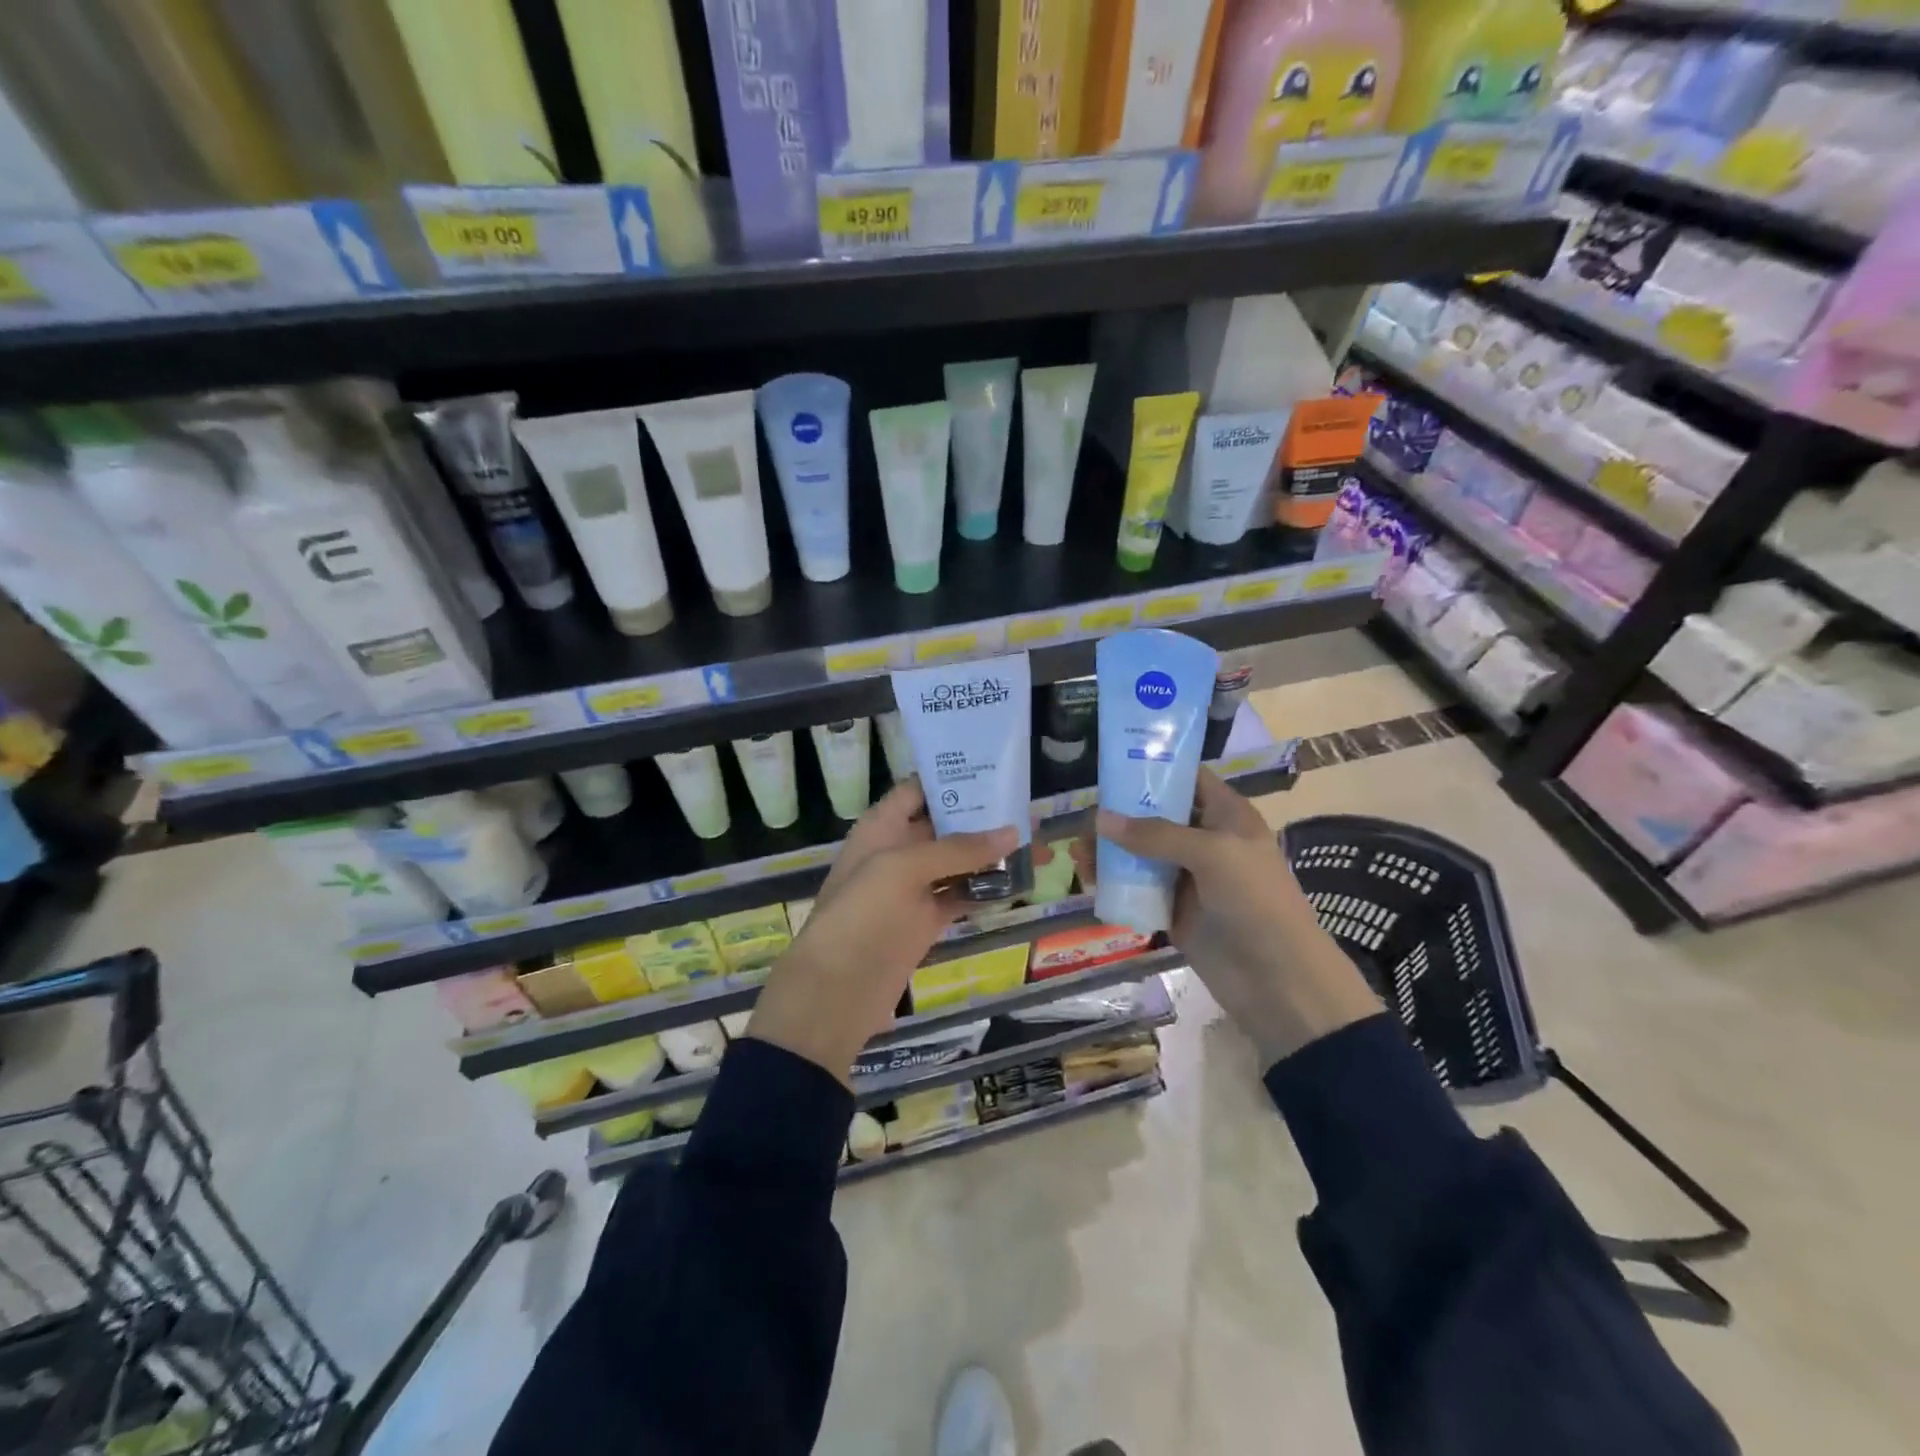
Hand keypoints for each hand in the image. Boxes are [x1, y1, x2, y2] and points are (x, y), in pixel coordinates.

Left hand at [747, 778, 1017, 1084]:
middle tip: (1027, 809)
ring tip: (1033, 842)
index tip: (994, 770)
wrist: (835, 991)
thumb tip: (1012, 832)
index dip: (950, 778)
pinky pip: (960, 896)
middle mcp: (897, 851)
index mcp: (880, 827)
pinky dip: (985, 889)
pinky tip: (1018, 882)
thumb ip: (957, 849)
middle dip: (981, 817)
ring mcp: (912, 888)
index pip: (916, 790)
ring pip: (956, 862)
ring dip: (989, 854)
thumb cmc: (861, 914)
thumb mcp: (902, 869)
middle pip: (942, 825)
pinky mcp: (925, 921)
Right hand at [1084, 767, 1380, 1066]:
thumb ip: (1155, 835)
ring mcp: (1188, 877)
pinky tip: (1089, 881)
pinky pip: (1138, 888)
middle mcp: (1205, 841)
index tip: (1112, 767)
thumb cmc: (1255, 901)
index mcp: (1226, 816)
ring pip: (1141, 853)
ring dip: (1110, 850)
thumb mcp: (1212, 854)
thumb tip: (1100, 818)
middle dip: (1120, 814)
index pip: (1188, 779)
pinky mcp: (1173, 910)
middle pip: (1156, 816)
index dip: (1154, 769)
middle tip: (1084, 818)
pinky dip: (1114, 882)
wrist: (1278, 979)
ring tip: (1077, 853)